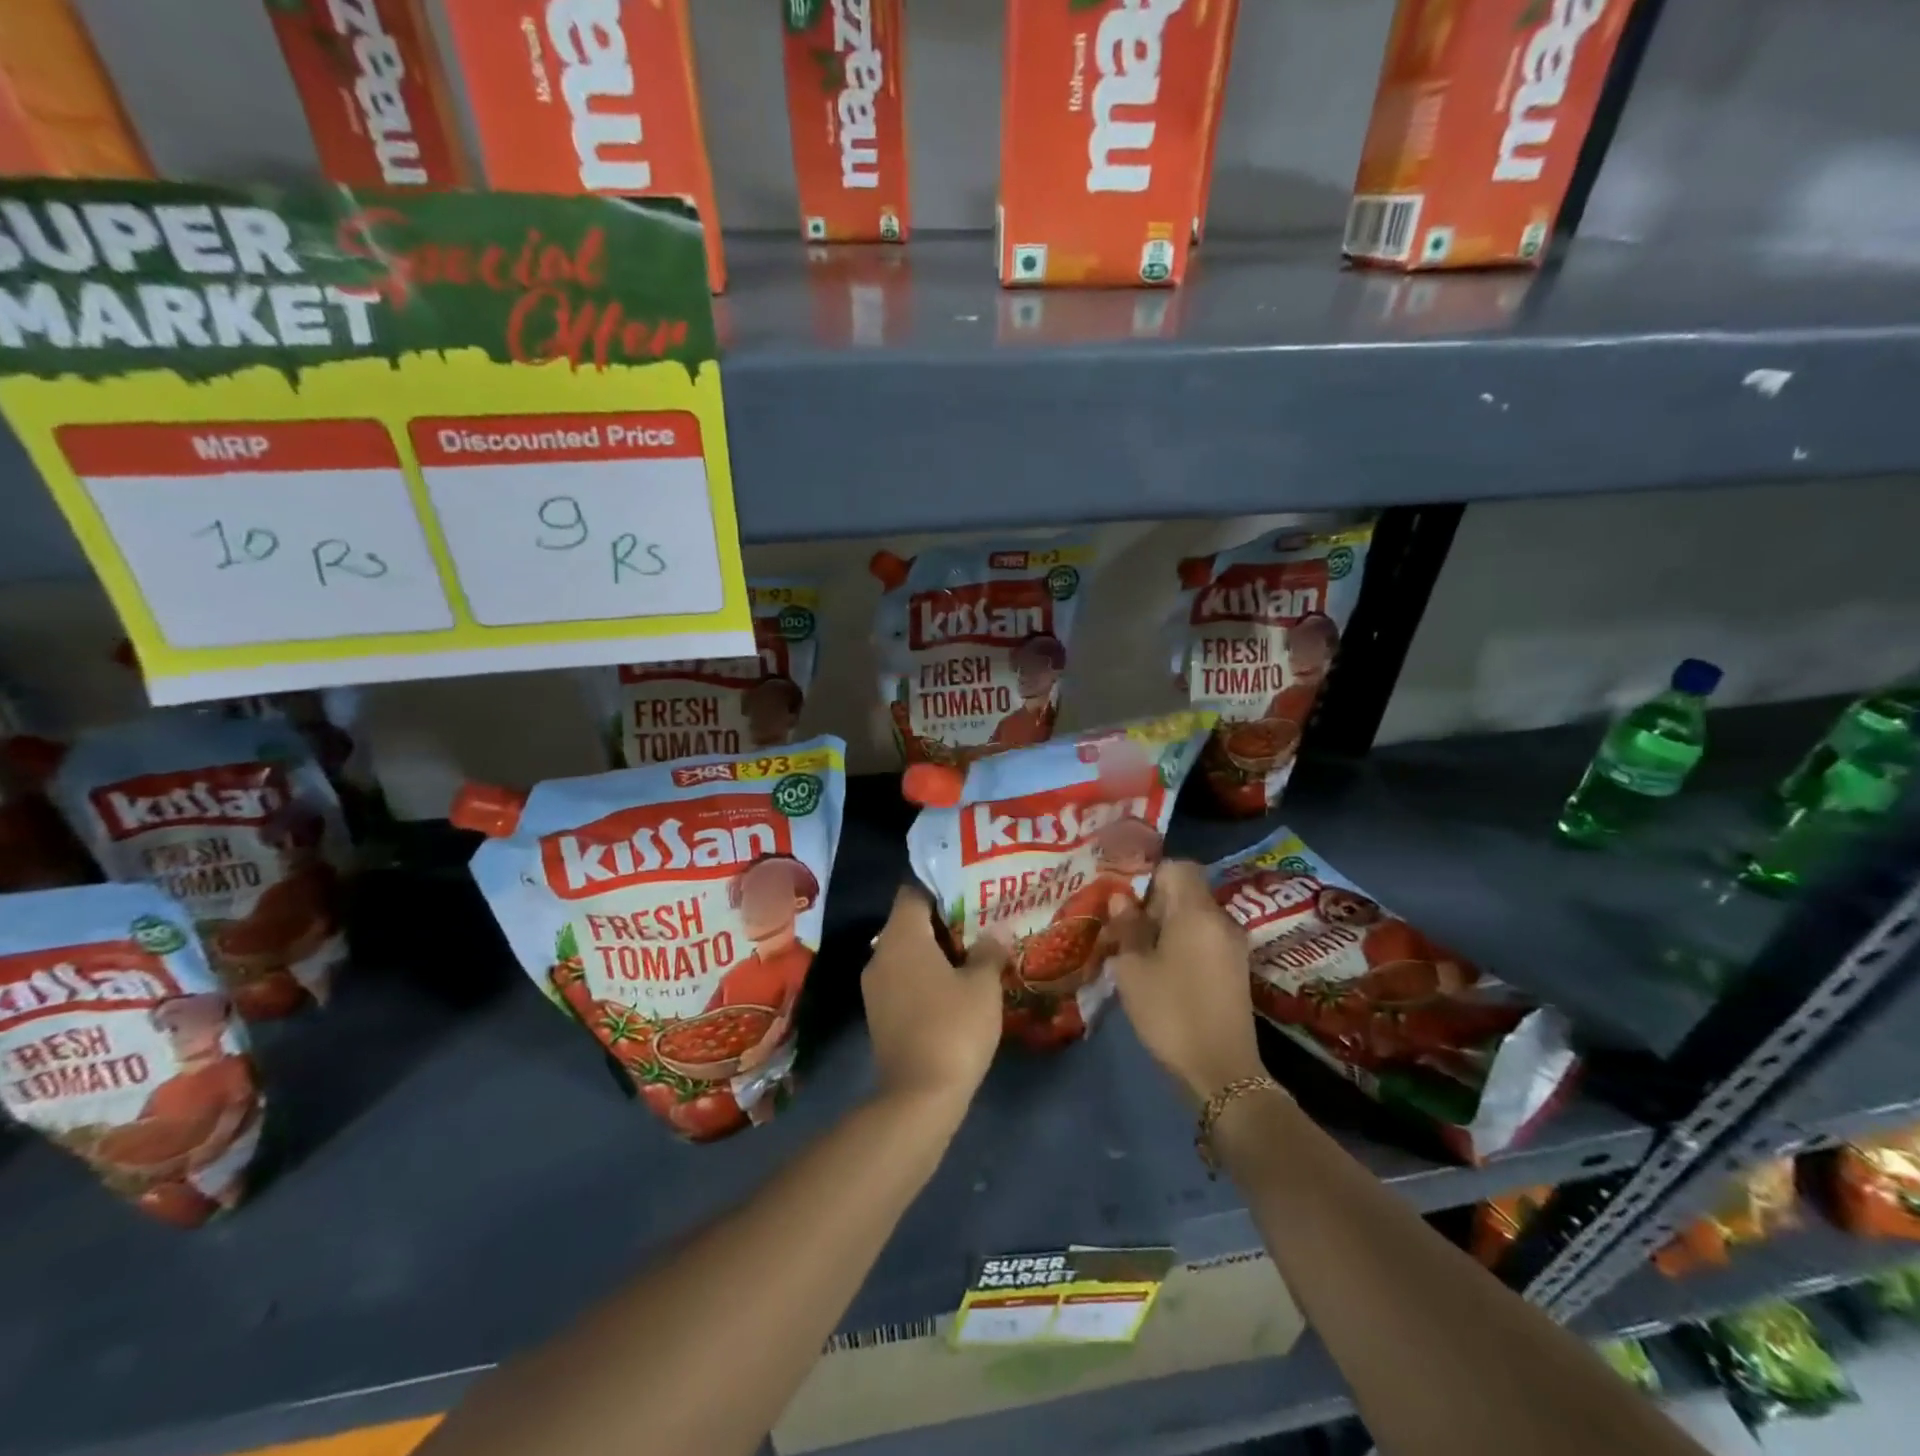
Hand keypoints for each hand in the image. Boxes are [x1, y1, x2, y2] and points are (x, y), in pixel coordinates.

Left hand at [863, 887, 1007, 1113]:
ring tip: (973, 954)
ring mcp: (875, 987)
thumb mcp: (983, 985)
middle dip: (943, 921)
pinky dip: (925, 976)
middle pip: (909, 922)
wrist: (919, 1096)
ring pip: (906, 953)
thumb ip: (988, 952)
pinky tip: (955, 988)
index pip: (913, 891)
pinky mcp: (878, 1014)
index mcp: (902, 937)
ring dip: (935, 952)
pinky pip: (902, 979)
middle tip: (980, 922)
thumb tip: (992, 935)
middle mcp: (880, 954)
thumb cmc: (954, 1027)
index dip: (941, 887)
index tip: (970, 892)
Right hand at [1107, 860, 1264, 1104]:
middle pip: (1187, 891)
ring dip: (1166, 923)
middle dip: (1154, 901)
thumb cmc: (1171, 1012)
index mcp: (1197, 912)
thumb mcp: (1134, 969)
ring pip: (1195, 916)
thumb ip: (1128, 927)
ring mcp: (1233, 946)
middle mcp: (1221, 920)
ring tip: (1135, 946)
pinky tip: (1159, 966)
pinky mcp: (1235, 969)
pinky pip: (1205, 938)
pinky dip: (1182, 941)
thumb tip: (1122, 899)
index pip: (1178, 867)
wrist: (1222, 1072)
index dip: (1149, 874)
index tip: (1124, 896)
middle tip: (1122, 923)